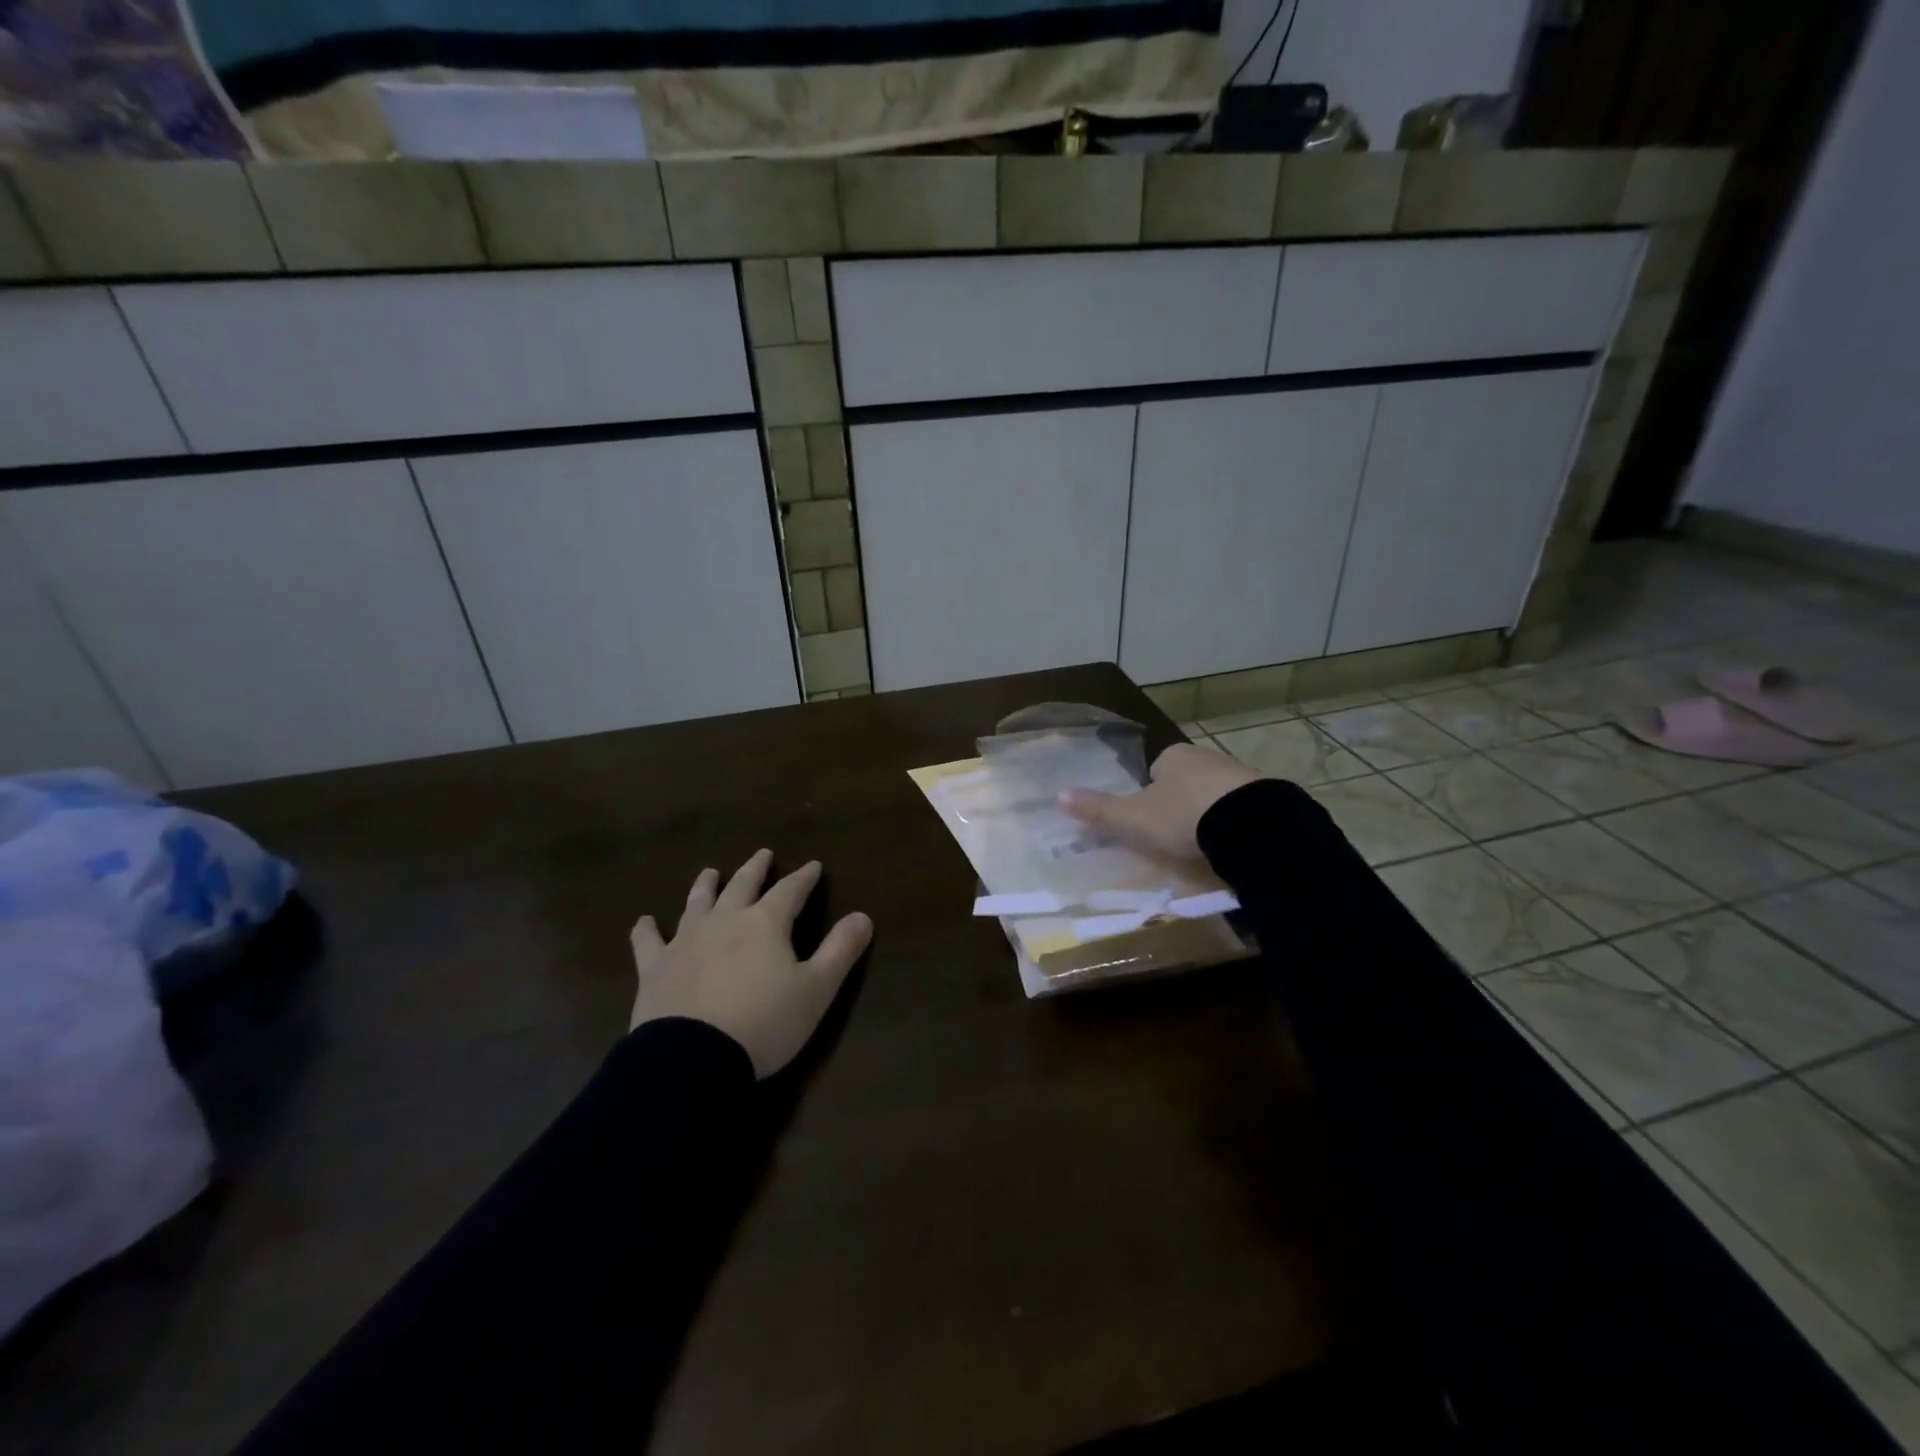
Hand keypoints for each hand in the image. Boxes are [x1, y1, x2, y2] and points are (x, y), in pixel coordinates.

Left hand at [629, 850, 872, 1077]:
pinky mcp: (656, 968)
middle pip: (742, 886)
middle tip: (763, 854)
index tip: (814, 865)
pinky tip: (644, 921)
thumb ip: (840, 951)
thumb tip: (863, 916)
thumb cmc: (764, 1023)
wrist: (692, 1058)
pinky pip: (649, 942)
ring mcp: (686, 942)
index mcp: (766, 924)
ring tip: (709, 871)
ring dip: (706, 886)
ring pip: (697, 903)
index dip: (804, 877)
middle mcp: (725, 921)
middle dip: (756, 869)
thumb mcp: (816, 990)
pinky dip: (647, 930)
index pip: (790, 890)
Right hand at [1059, 742, 1258, 860]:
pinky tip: (1230, 845)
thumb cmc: (1181, 815)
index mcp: (1172, 756)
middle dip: (1180, 805)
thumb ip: (1098, 809)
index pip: (1155, 771)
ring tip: (1203, 846)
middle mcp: (1205, 757)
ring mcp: (1238, 775)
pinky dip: (1233, 825)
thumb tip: (1058, 794)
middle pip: (1185, 782)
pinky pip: (1240, 810)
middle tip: (1175, 838)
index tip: (1151, 823)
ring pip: (1214, 795)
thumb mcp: (1133, 818)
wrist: (1248, 825)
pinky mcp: (1265, 796)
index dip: (1149, 796)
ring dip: (1208, 815)